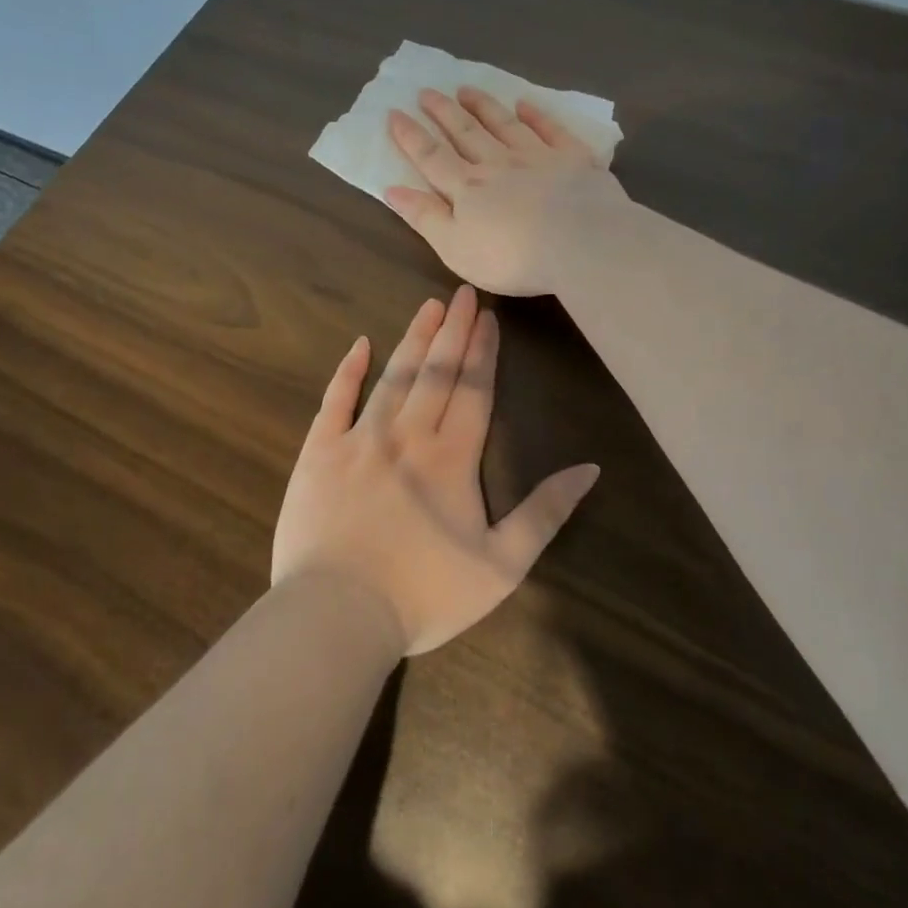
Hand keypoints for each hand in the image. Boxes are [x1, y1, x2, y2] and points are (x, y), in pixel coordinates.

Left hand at [273, 286, 599, 654]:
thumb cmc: (425, 595)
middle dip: (453, 330)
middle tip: (462, 293)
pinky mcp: (318, 453)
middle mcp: (407, 434)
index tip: (489, 318)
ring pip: (392, 376)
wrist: (338, 614)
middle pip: (436, 372)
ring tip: (428, 306)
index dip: (483, 352)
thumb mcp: (502, 566)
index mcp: (452, 458)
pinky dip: (347, 371)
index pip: (473, 390)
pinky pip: (334, 401)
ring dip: (413, 339)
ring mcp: (359, 439)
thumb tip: (589, 470)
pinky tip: (360, 344)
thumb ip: (545, 514)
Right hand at [384, 87, 629, 296]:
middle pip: (465, 133)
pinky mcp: (573, 159)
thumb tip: (392, 189)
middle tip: (426, 91)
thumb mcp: (455, 247)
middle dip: (443, 112)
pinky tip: (525, 104)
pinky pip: (551, 130)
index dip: (411, 137)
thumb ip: (425, 217)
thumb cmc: (511, 257)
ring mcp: (537, 157)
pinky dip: (536, 115)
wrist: (580, 243)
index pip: (432, 158)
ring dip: (483, 106)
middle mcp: (498, 164)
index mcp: (467, 188)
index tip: (394, 113)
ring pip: (504, 124)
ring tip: (466, 89)